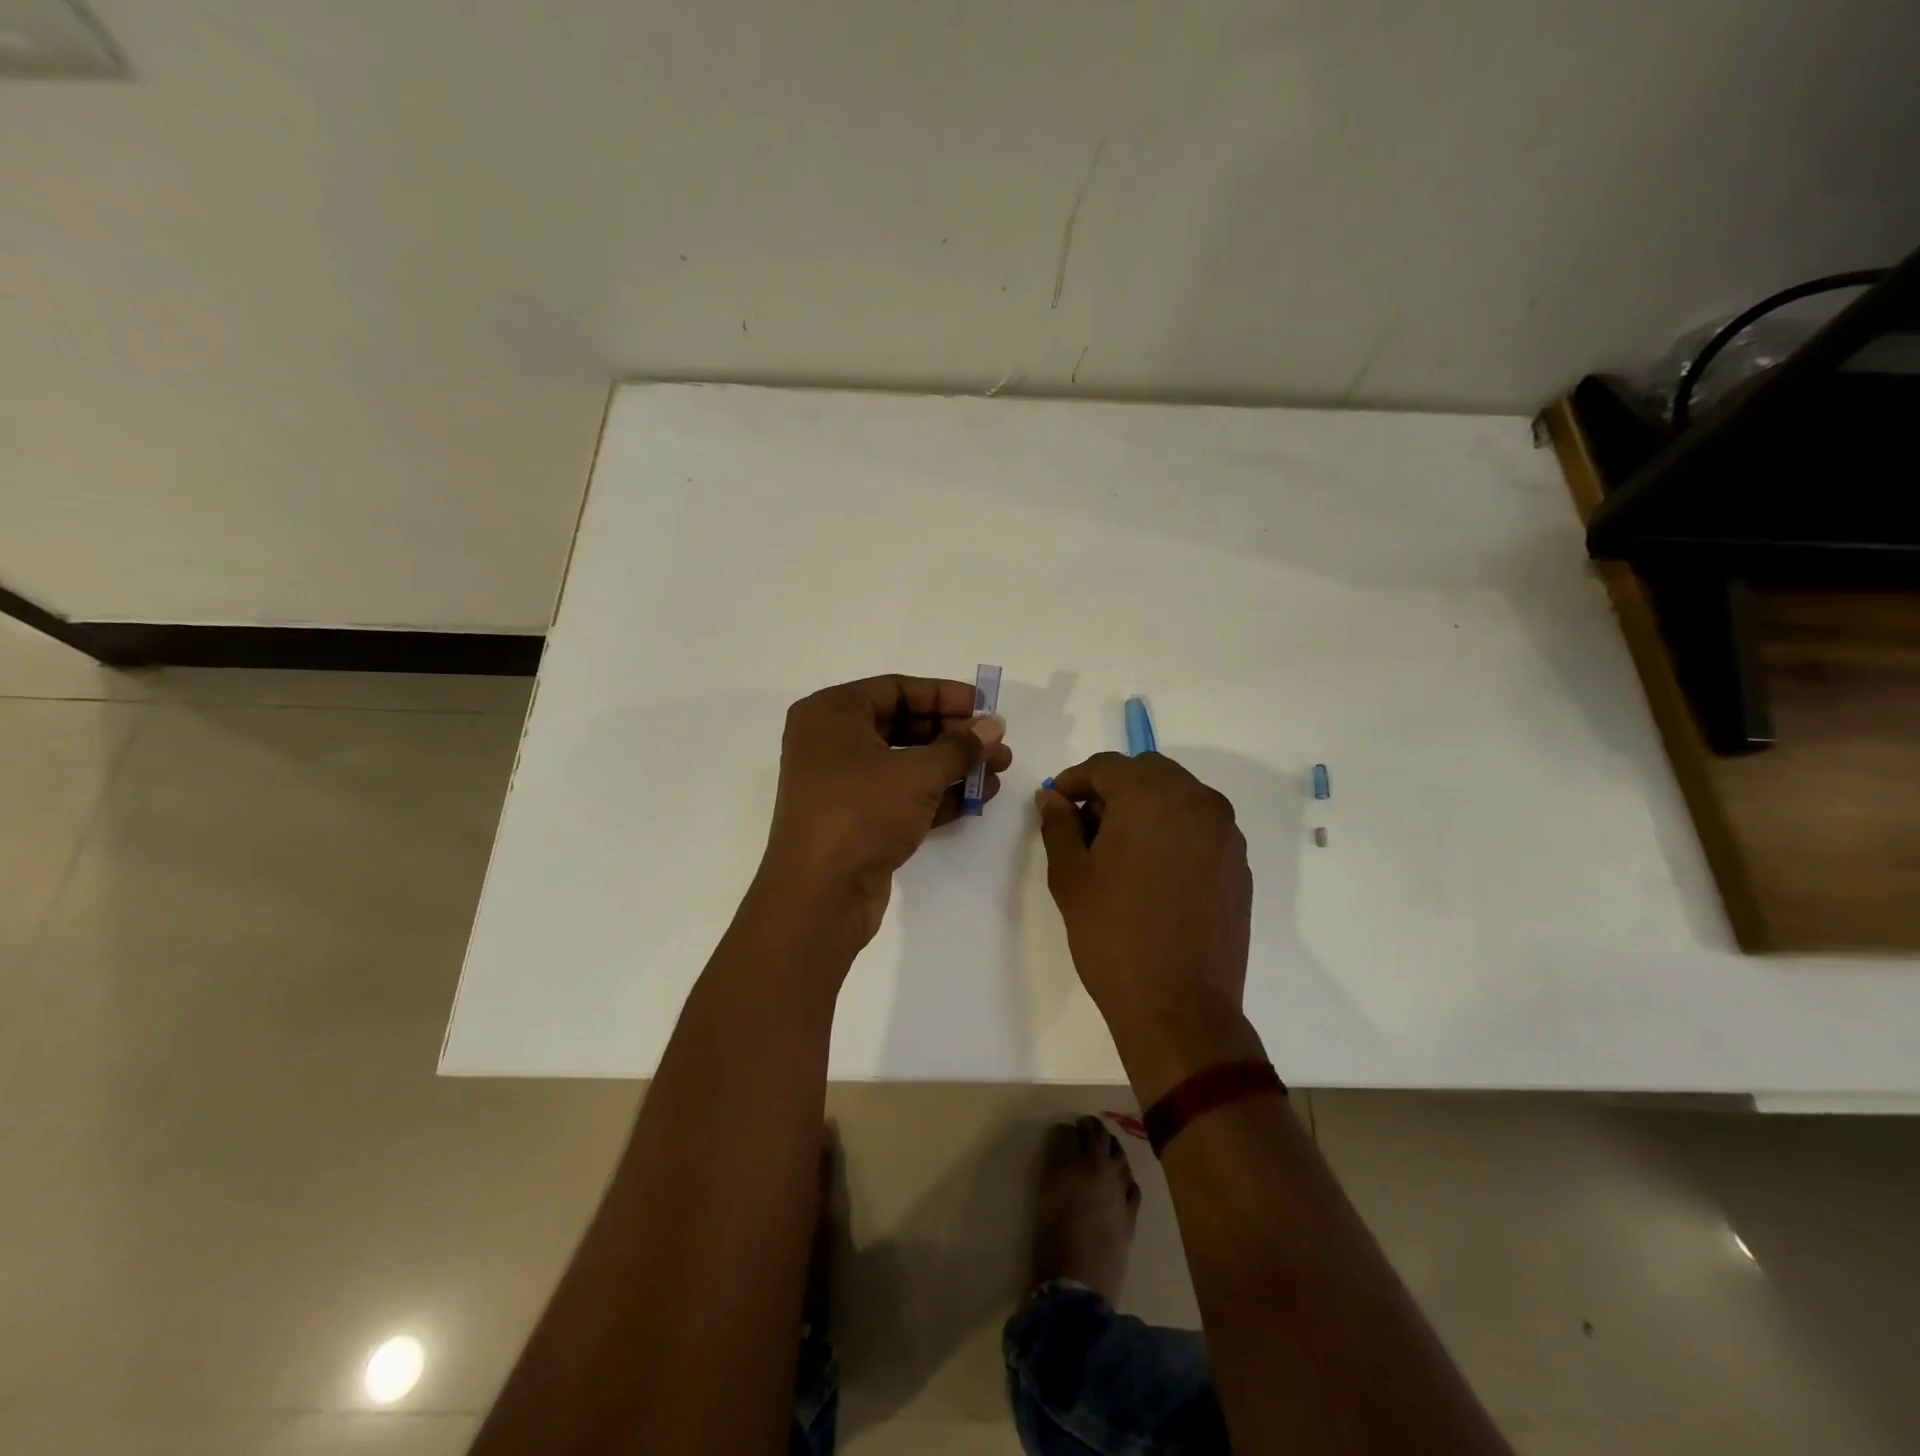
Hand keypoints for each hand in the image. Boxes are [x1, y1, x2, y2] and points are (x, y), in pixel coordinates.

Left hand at [756, 675, 1011, 953]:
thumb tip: (993, 726)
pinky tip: (978, 797)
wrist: (819, 896)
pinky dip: (937, 794)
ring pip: (905, 763)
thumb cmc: (861, 813)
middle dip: (953, 734)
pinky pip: (901, 795)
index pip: (896, 689)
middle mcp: (831, 742)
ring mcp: (842, 784)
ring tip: (998, 769)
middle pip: (902, 725)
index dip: (944, 695)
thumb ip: (960, 747)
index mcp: (832, 714)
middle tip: (996, 742)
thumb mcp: (917, 773)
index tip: (984, 704)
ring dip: (952, 766)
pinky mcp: (855, 820)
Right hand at [1036, 752, 1261, 1100]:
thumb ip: (1059, 825)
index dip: (1075, 780)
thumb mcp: (1071, 876)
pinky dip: (1173, 830)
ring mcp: (1225, 832)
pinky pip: (1200, 826)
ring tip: (1118, 848)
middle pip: (1147, 773)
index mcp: (1151, 797)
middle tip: (1086, 824)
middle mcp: (1196, 801)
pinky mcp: (1238, 863)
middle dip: (1113, 788)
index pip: (1107, 766)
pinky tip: (1153, 869)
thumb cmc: (1112, 935)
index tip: (1055, 802)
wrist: (1179, 1006)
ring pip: (1178, 796)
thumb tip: (1053, 799)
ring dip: (1145, 806)